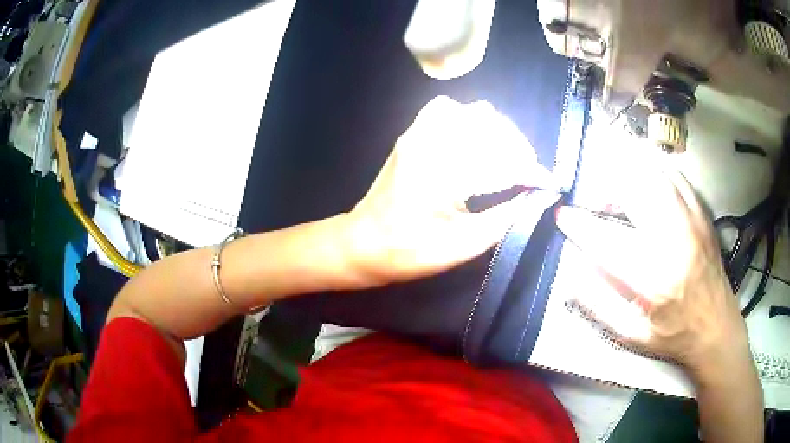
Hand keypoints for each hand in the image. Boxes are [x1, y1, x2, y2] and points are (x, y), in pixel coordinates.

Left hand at [344, 96, 553, 284]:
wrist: (363, 243)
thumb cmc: (410, 252)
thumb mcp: (465, 244)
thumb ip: (508, 217)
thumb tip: (540, 197)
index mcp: (443, 172)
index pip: (501, 158)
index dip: (530, 170)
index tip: (548, 183)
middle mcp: (431, 142)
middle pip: (490, 125)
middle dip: (517, 148)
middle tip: (526, 174)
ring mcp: (418, 132)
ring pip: (471, 112)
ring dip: (497, 132)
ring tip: (507, 157)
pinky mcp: (412, 133)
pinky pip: (449, 110)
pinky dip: (472, 121)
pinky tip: (477, 142)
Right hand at [555, 159, 753, 382]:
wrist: (716, 326)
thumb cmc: (673, 335)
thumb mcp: (631, 335)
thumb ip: (599, 305)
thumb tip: (572, 275)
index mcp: (653, 278)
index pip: (607, 241)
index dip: (579, 225)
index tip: (562, 216)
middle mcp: (673, 240)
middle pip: (634, 191)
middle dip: (605, 188)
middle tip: (595, 201)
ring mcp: (691, 220)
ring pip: (655, 174)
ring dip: (628, 172)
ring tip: (616, 187)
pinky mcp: (701, 212)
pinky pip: (675, 175)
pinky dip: (654, 169)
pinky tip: (645, 176)